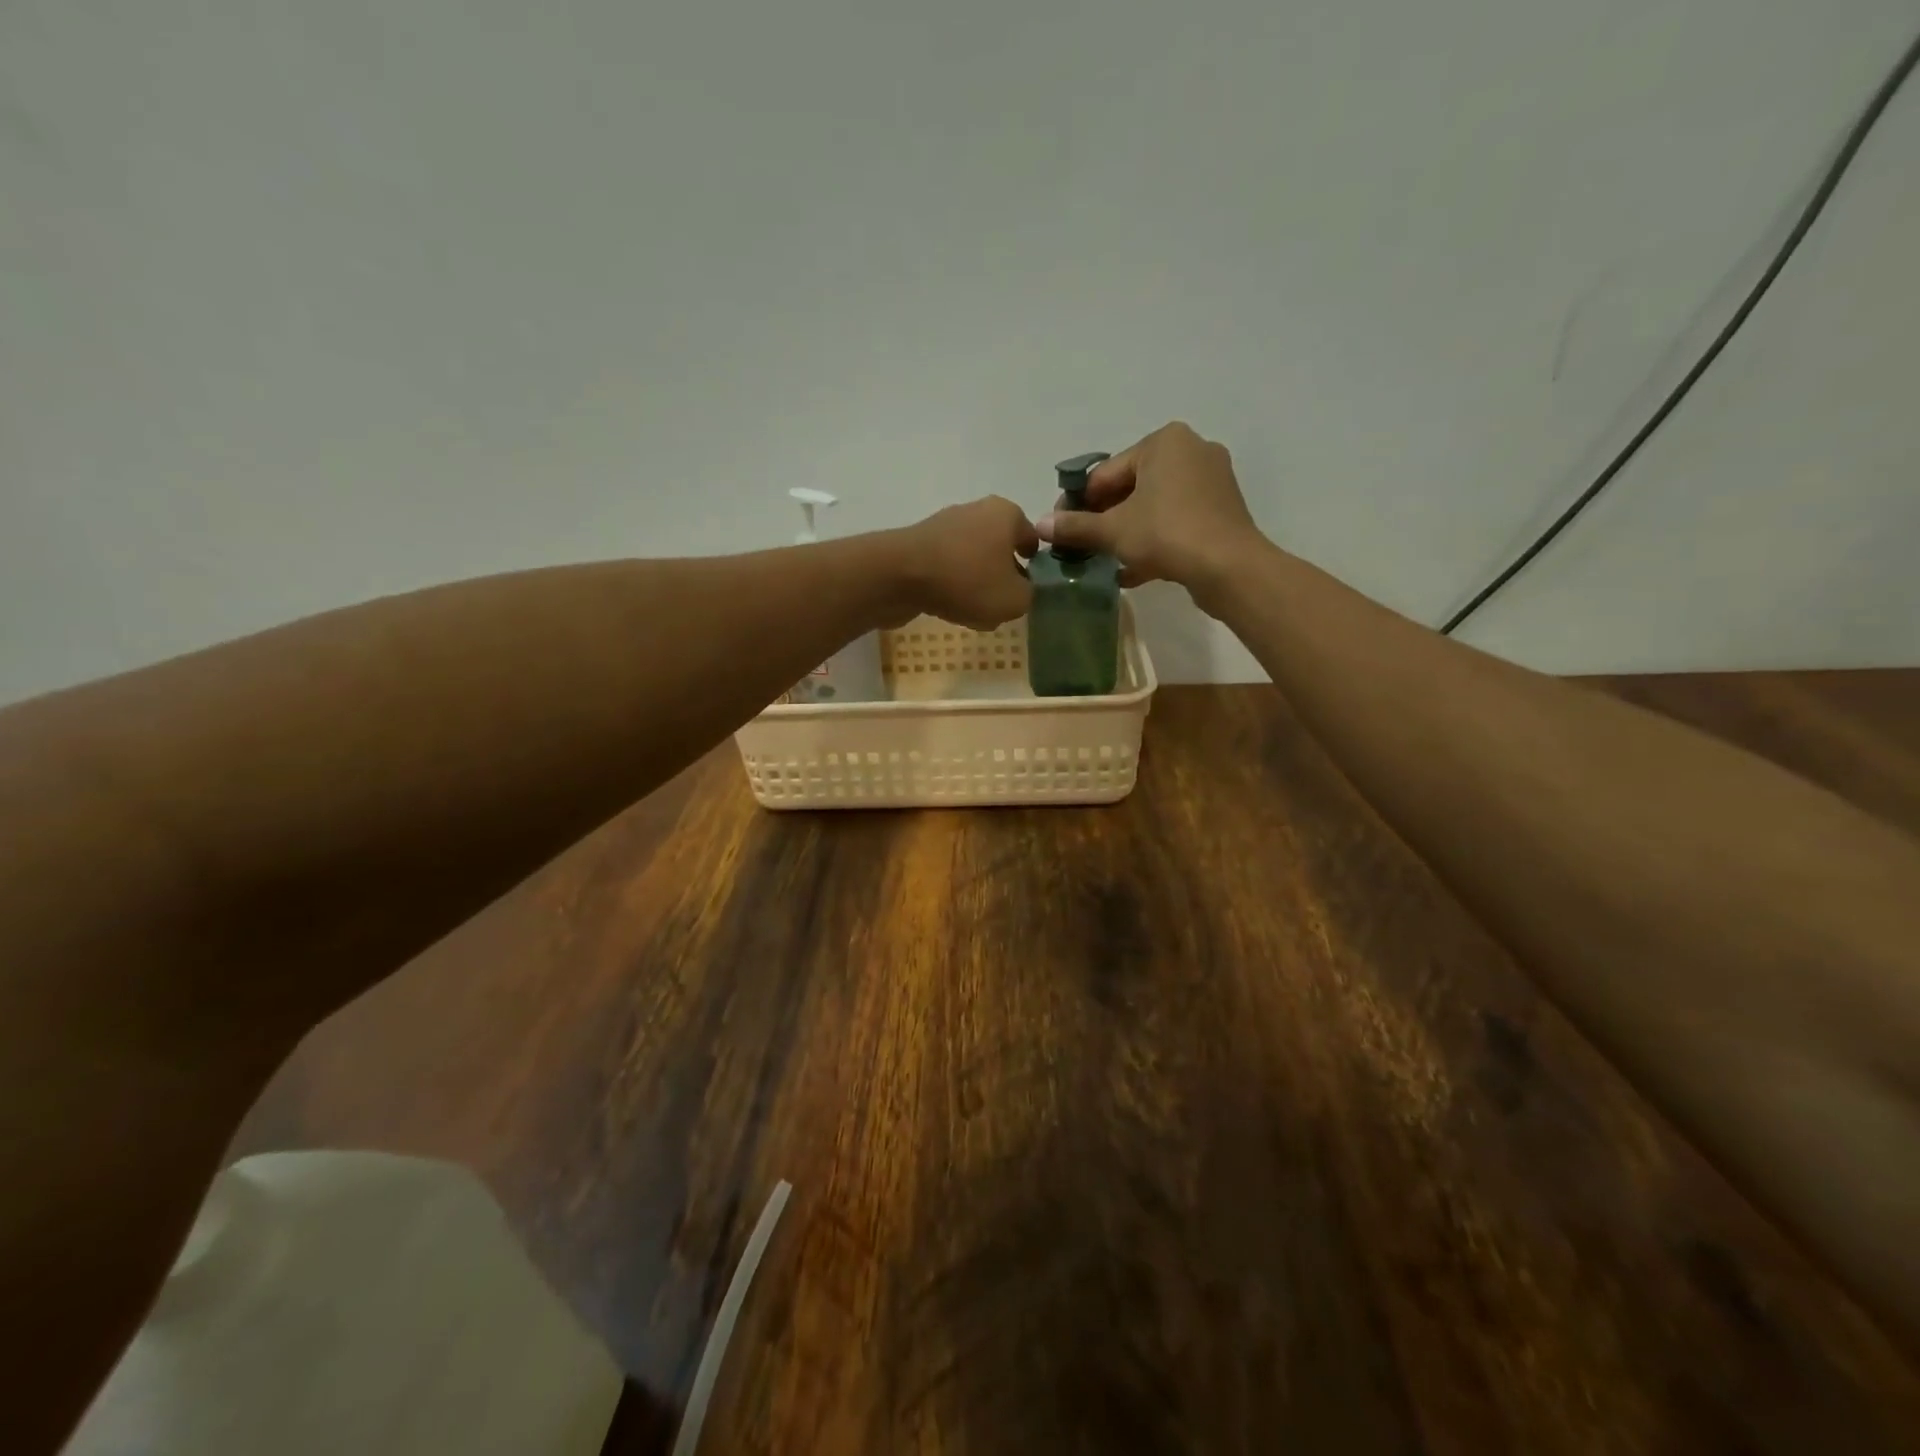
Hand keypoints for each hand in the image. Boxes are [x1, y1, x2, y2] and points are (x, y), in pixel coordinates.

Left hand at [893, 496, 1038, 629]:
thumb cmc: (967, 580)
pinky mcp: (920, 545)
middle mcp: (976, 511)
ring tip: (976, 613)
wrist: (898, 575)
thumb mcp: (1013, 600)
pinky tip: (950, 609)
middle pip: (999, 548)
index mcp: (1006, 514)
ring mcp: (944, 526)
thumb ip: (1028, 596)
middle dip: (1004, 575)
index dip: (1036, 563)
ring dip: (977, 584)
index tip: (1033, 587)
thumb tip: (1021, 591)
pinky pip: (947, 569)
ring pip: (973, 560)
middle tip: (1005, 603)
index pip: (1032, 537)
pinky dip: (952, 586)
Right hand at [1037, 422, 1263, 601]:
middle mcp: (1191, 449)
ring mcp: (1211, 480)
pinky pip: (1176, 520)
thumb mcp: (1113, 531)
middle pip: (1131, 487)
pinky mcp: (1221, 509)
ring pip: (1154, 506)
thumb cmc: (1166, 534)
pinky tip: (1132, 571)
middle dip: (1106, 519)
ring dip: (1127, 533)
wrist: (1229, 567)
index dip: (1079, 503)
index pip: (1106, 472)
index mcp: (1164, 441)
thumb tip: (1040, 524)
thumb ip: (1075, 527)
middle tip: (1083, 547)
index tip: (1063, 529)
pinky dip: (1154, 540)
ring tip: (1105, 561)